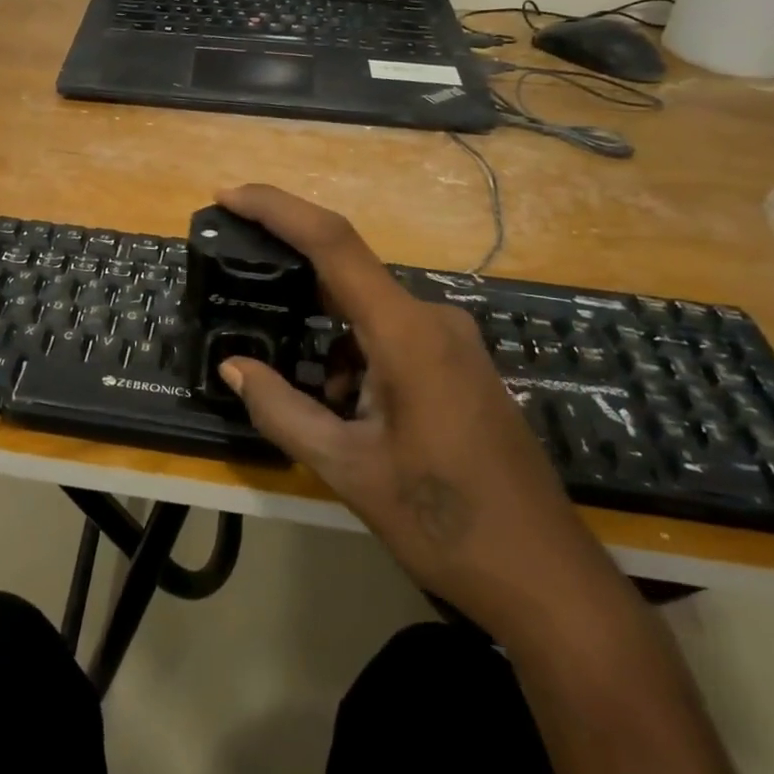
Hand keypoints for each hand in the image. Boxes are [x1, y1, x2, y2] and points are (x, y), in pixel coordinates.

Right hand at [213, 185, 612, 638]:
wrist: (544, 577)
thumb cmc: (442, 521)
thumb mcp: (346, 468)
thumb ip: (281, 408)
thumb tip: (234, 366)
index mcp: (406, 332)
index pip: (333, 243)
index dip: (277, 210)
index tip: (229, 196)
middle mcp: (433, 320)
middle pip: (347, 276)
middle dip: (294, 288)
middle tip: (247, 303)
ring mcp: (453, 342)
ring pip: (368, 316)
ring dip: (327, 343)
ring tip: (311, 404)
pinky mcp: (461, 366)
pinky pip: (393, 339)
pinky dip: (356, 359)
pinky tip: (349, 414)